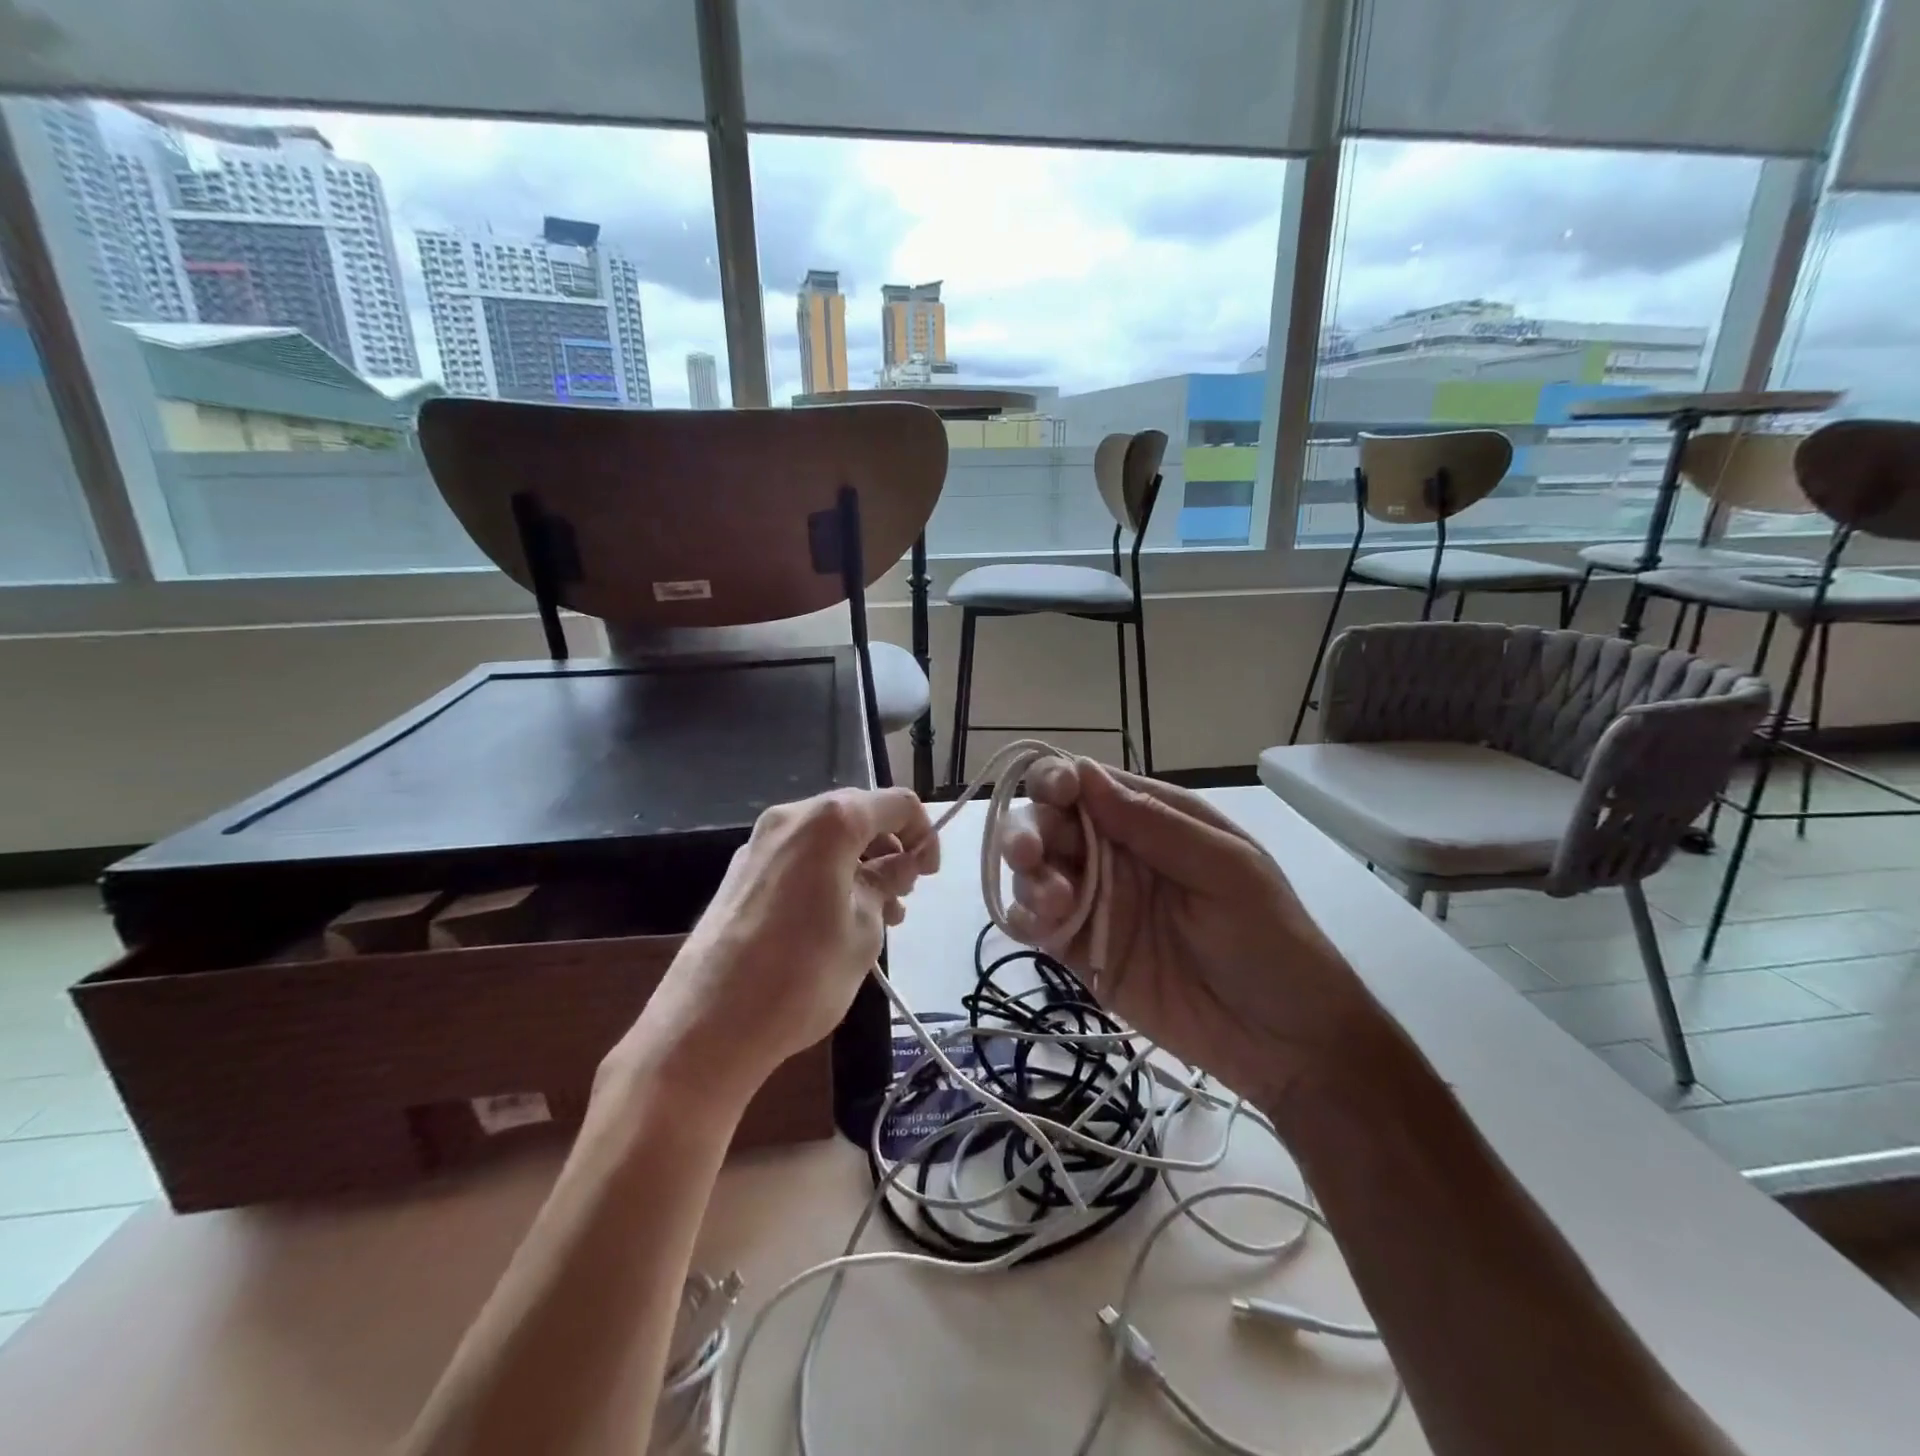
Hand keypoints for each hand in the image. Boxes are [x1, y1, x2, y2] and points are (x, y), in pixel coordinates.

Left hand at [609, 787, 937, 1103]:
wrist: (707, 1026)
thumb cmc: (802, 976)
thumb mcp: (864, 931)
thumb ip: (886, 885)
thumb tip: (899, 866)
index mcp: (829, 823)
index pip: (895, 803)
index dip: (923, 833)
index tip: (929, 874)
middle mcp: (790, 818)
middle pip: (857, 814)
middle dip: (889, 847)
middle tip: (903, 895)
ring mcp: (759, 844)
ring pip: (826, 837)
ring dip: (860, 863)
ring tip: (877, 915)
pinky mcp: (740, 872)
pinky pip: (798, 857)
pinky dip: (827, 873)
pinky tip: (835, 919)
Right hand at [1000, 759, 1375, 1110]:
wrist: (1283, 1041)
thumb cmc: (1269, 939)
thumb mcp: (1226, 869)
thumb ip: (1154, 823)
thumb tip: (1083, 772)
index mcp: (1152, 820)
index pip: (1088, 783)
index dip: (1058, 779)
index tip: (1054, 796)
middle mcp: (1114, 853)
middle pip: (1049, 823)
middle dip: (1029, 830)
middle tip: (1029, 855)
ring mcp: (1095, 902)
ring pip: (1035, 871)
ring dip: (1028, 878)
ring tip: (1055, 905)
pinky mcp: (1081, 951)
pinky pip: (1036, 924)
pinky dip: (1023, 918)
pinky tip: (1038, 928)